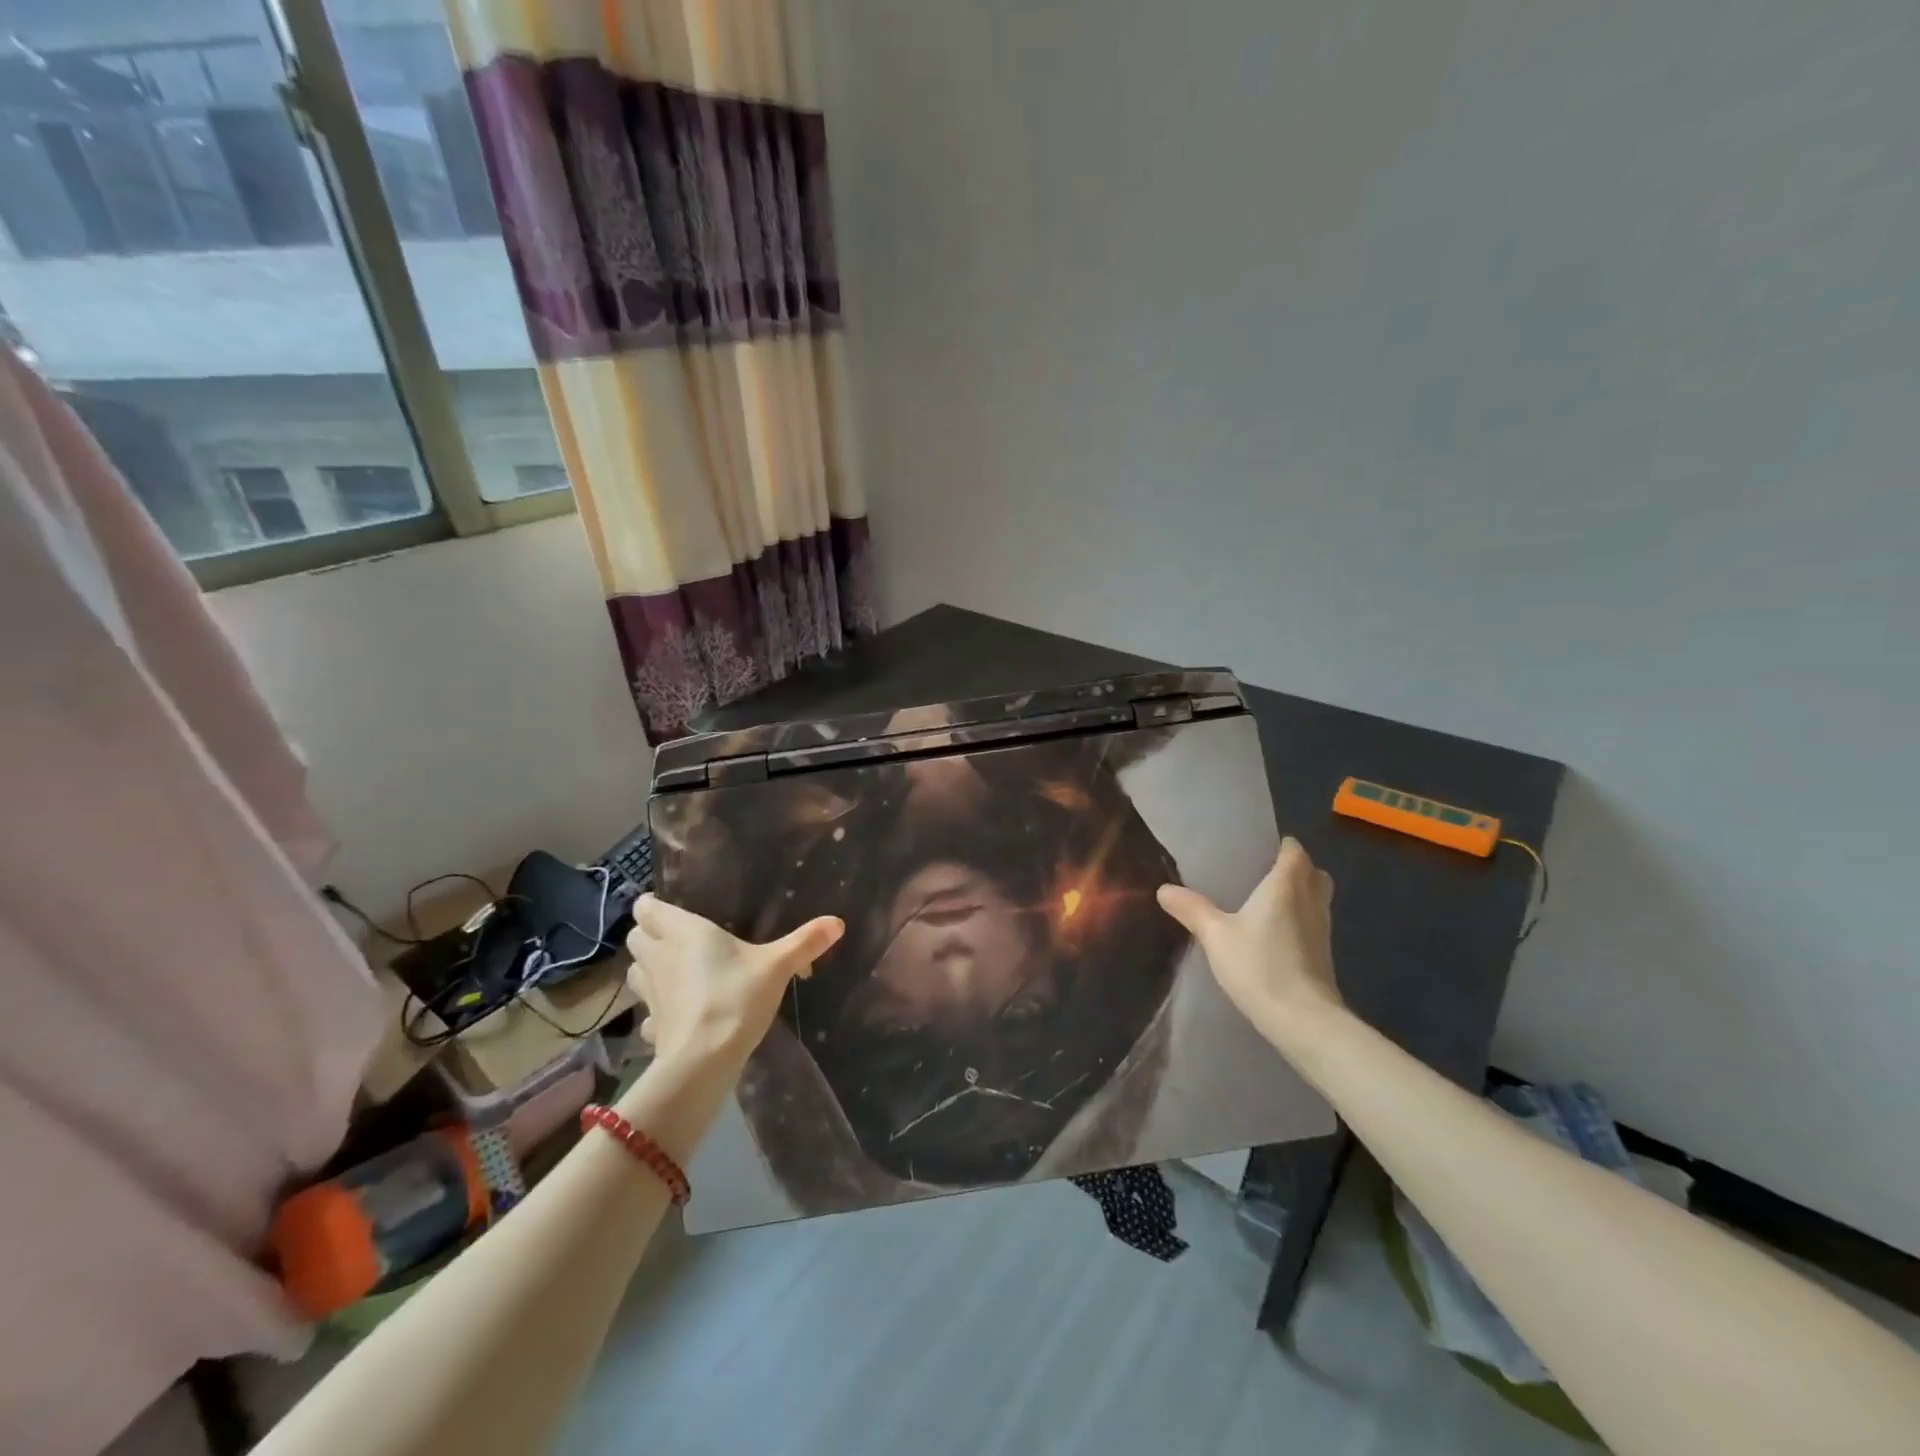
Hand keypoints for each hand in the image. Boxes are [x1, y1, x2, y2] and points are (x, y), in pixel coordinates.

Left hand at [625, 897, 843, 1069]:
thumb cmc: (736, 997)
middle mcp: (660, 957)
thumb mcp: (777, 966)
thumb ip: (805, 942)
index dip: (652, 906)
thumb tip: (838, 922)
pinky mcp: (651, 1026)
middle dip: (648, 935)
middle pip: (635, 937)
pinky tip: (676, 1015)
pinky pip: (647, 1013)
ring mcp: (651, 994)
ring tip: (673, 972)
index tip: (668, 908)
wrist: (704, 1061)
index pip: (648, 909)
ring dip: (647, 969)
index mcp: (684, 932)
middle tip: (674, 938)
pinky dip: (656, 1011)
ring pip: (635, 972)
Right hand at [1157, 838, 1344, 1044]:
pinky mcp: (1323, 955)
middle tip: (1261, 875)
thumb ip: (1191, 909)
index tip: (1257, 850)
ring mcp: (1322, 929)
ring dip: (1298, 896)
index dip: (1280, 846)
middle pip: (1312, 872)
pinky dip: (1299, 921)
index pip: (1294, 850)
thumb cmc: (1260, 965)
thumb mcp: (1215, 935)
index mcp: (1287, 884)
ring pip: (1316, 899)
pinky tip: (1272, 936)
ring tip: (1263, 904)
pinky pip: (1313, 923)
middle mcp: (1311, 900)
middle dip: (1293, 869)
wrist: (1303, 1020)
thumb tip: (1164, 889)